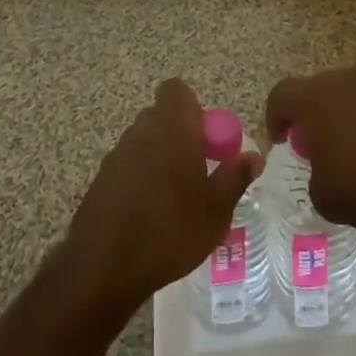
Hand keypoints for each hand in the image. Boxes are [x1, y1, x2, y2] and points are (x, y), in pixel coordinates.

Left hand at [66, 79, 262, 311]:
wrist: (105, 265)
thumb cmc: (171, 230)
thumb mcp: (217, 209)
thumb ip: (236, 176)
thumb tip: (254, 155)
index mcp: (172, 127)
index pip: (176, 90)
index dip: (193, 107)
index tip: (206, 138)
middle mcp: (142, 130)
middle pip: (162, 116)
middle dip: (180, 135)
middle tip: (198, 170)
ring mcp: (117, 153)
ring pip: (145, 141)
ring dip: (160, 157)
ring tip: (175, 198)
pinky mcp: (101, 178)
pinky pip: (128, 165)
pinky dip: (140, 178)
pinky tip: (149, 214)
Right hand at [265, 38, 355, 231]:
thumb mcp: (324, 196)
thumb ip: (317, 176)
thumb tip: (325, 171)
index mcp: (313, 100)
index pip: (281, 96)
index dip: (276, 117)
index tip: (282, 142)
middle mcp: (345, 79)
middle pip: (324, 83)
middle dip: (319, 106)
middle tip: (325, 138)